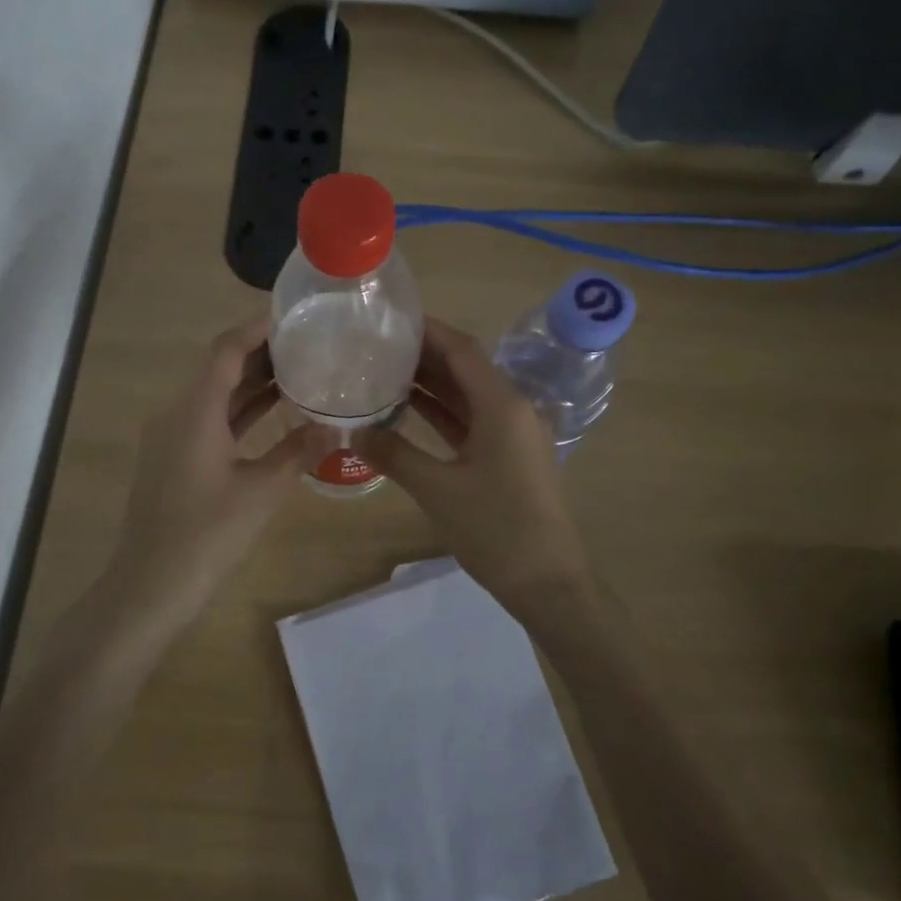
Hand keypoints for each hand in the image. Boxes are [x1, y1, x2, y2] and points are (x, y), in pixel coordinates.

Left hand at [109, 315, 327, 608]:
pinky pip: (209, 420)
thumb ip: (299, 451)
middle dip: (261, 354)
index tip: (292, 317)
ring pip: (215, 397)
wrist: (150, 585)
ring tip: (298, 371)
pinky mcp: (174, 459)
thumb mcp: (262, 491)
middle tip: (306, 343)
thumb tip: (335, 427)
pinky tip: (272, 413)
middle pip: (219, 369)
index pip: (226, 350)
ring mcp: (171, 437)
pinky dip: (239, 412)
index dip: (257, 329)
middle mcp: (177, 413)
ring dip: (252, 384)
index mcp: (195, 410)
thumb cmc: (207, 534)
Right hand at [352, 318, 594, 611]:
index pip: (462, 350)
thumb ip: (394, 455)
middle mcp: (513, 409)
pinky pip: (473, 420)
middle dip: (424, 355)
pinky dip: (443, 412)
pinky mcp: (509, 456)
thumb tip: (352, 432)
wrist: (548, 582)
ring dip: (432, 383)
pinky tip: (409, 408)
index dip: (428, 330)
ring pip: (468, 395)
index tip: (391, 318)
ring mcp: (514, 434)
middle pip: (466, 368)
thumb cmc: (496, 529)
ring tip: (385, 369)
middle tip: (377, 344)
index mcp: (503, 406)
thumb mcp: (438, 490)